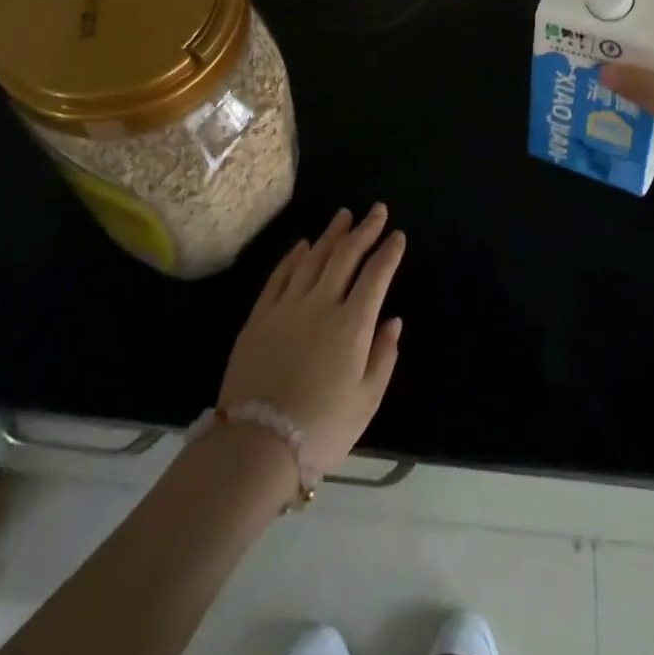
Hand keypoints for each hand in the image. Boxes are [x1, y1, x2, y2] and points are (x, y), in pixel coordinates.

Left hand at [219, 204, 405, 474]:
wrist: (256, 445)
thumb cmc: (321, 429)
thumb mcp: (366, 402)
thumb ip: (383, 356)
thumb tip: (393, 321)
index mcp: (352, 324)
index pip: (376, 276)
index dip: (389, 252)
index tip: (398, 235)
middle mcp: (321, 304)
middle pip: (346, 256)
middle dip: (364, 230)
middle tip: (376, 209)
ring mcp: (287, 306)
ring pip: (313, 258)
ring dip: (331, 234)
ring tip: (343, 216)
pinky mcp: (260, 316)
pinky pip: (280, 276)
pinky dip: (293, 256)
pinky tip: (302, 245)